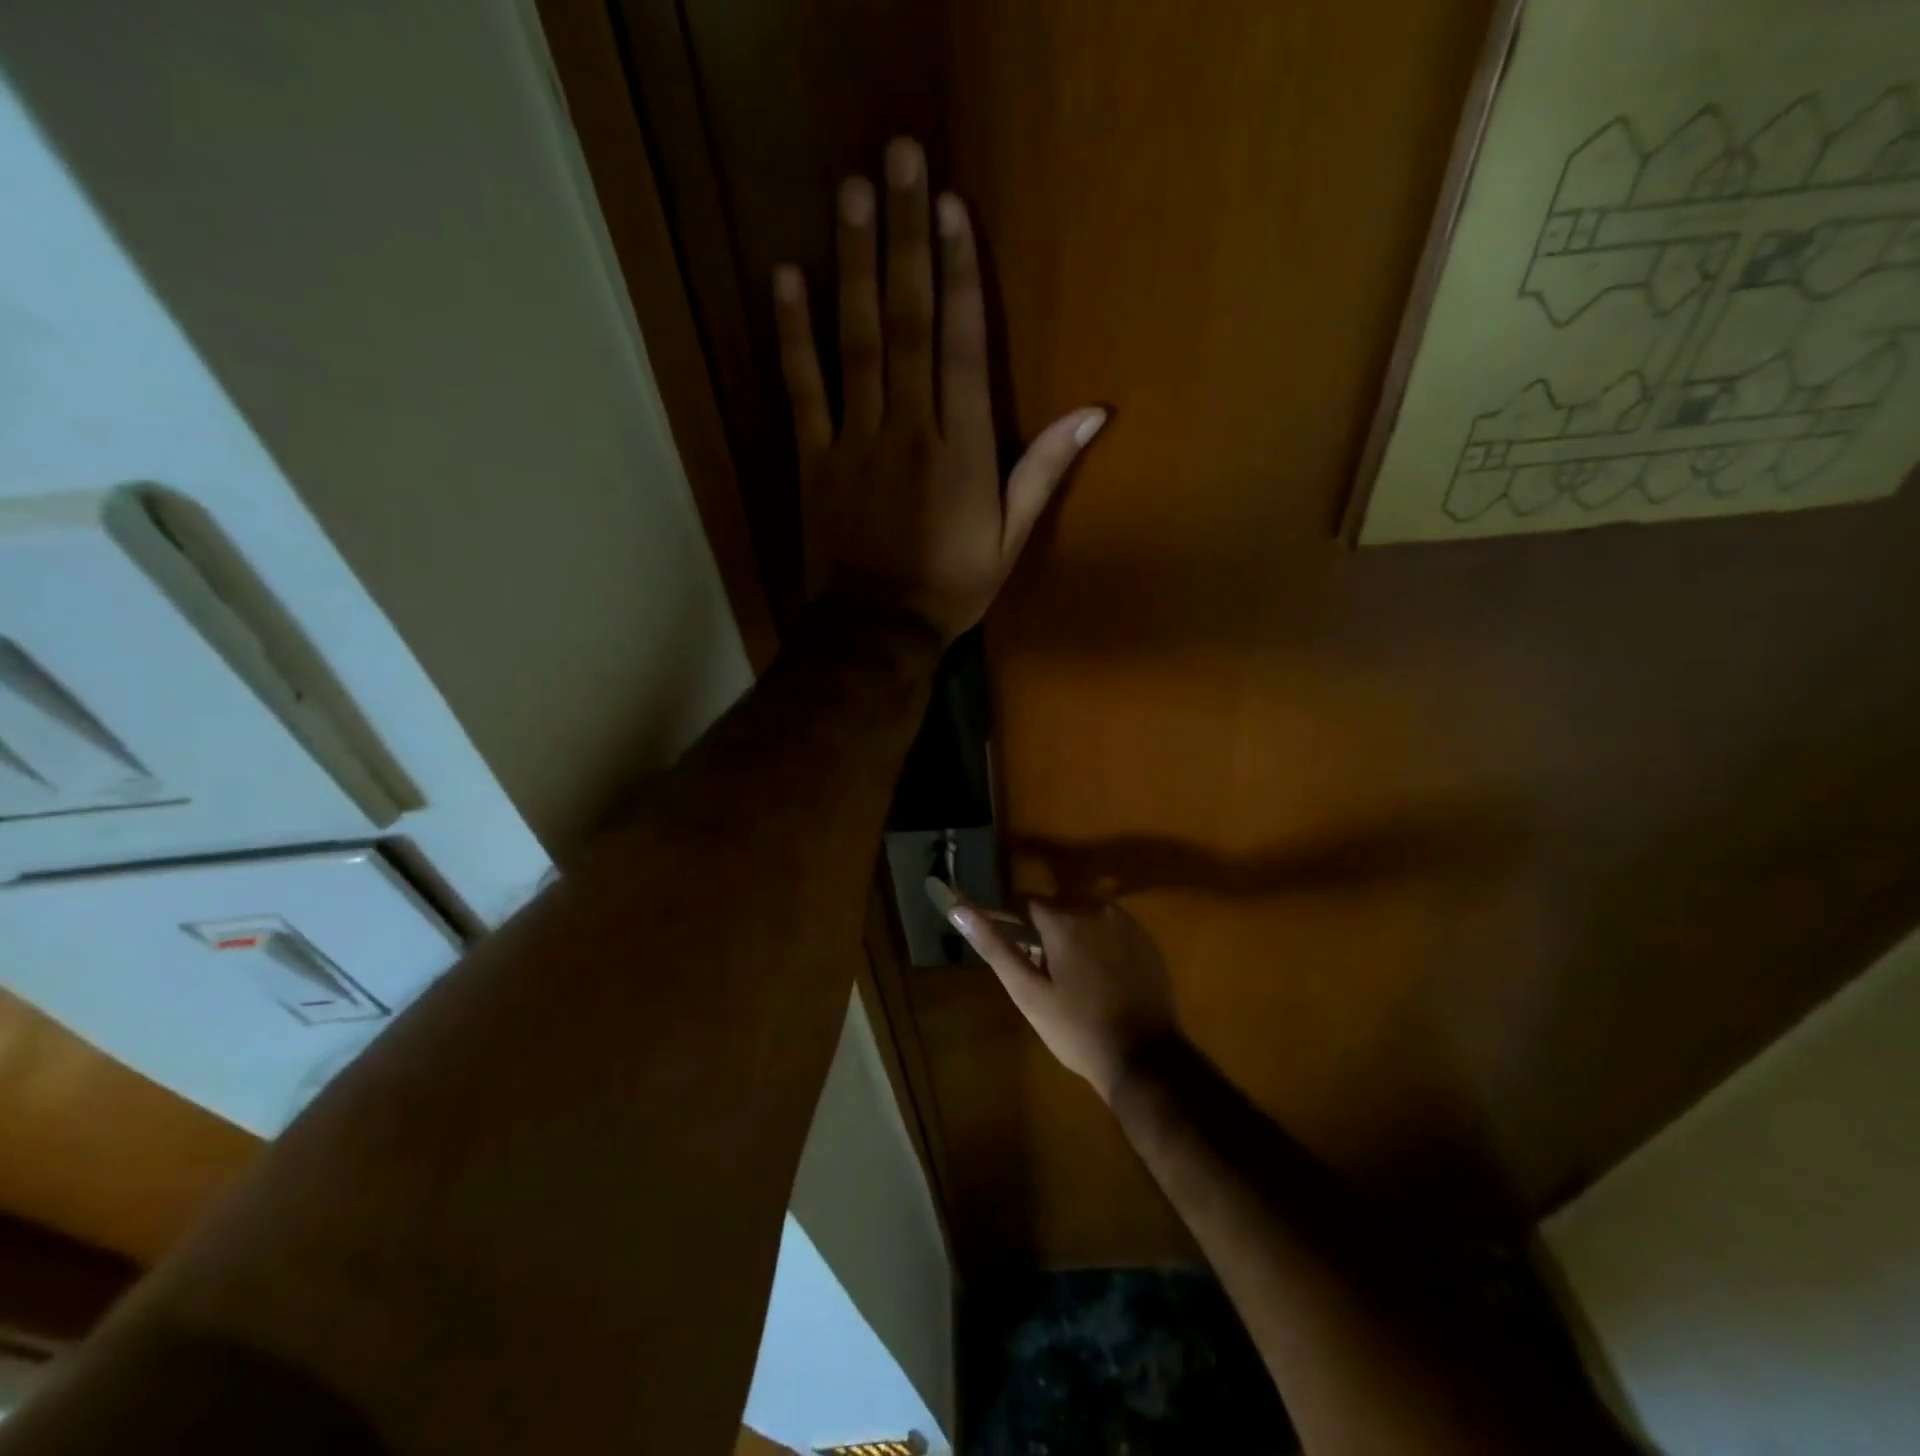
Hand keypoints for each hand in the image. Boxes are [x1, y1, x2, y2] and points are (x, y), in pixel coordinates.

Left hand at [771, 137, 1106, 644]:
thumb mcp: (1010, 537)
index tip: (950, 208)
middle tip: (898, 158)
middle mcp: (908, 431)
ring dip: (854, 265)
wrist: (877, 630)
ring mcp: (854, 442)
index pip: (961, 347)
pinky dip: (792, 335)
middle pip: (909, 324)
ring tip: (851, 193)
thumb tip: (1092, 414)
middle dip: (906, 239)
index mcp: (961, 450)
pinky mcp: (812, 459)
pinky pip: (801, 389)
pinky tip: (786, 278)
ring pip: (856, 343)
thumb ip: (1042, 471)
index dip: (958, 274)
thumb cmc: (950, 587)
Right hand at [947, 895, 1180, 1103]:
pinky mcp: (1145, 939)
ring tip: (1068, 974)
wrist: (1145, 1057)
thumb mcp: (1028, 992)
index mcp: (1063, 918)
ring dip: (1071, 932)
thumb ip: (995, 946)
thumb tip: (959, 909)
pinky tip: (1098, 975)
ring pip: (1084, 913)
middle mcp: (1096, 907)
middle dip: (1042, 928)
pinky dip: (1097, 940)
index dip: (1011, 922)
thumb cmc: (1076, 1029)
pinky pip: (1109, 927)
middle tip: (1038, 968)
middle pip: (1056, 905)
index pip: (1024, 902)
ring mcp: (1125, 922)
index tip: (1009, 947)